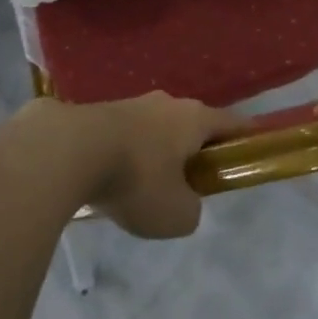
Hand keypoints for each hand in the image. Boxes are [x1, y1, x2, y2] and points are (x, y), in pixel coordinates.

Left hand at [10, 94, 239, 238]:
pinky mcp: (95, 112)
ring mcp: (128, 103)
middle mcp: (165, 103)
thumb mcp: (177, 215)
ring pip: (153, 130)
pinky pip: (120, 136)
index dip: (245, 138)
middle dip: (192, 150)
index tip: (251, 150)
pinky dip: (122, 155)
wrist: (66, 150)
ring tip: (141, 187)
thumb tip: (182, 202)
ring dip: (153, 154)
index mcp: (194, 118)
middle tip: (189, 182)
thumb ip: (191, 210)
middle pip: (190, 125)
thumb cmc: (136, 179)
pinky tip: (108, 180)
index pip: (231, 123)